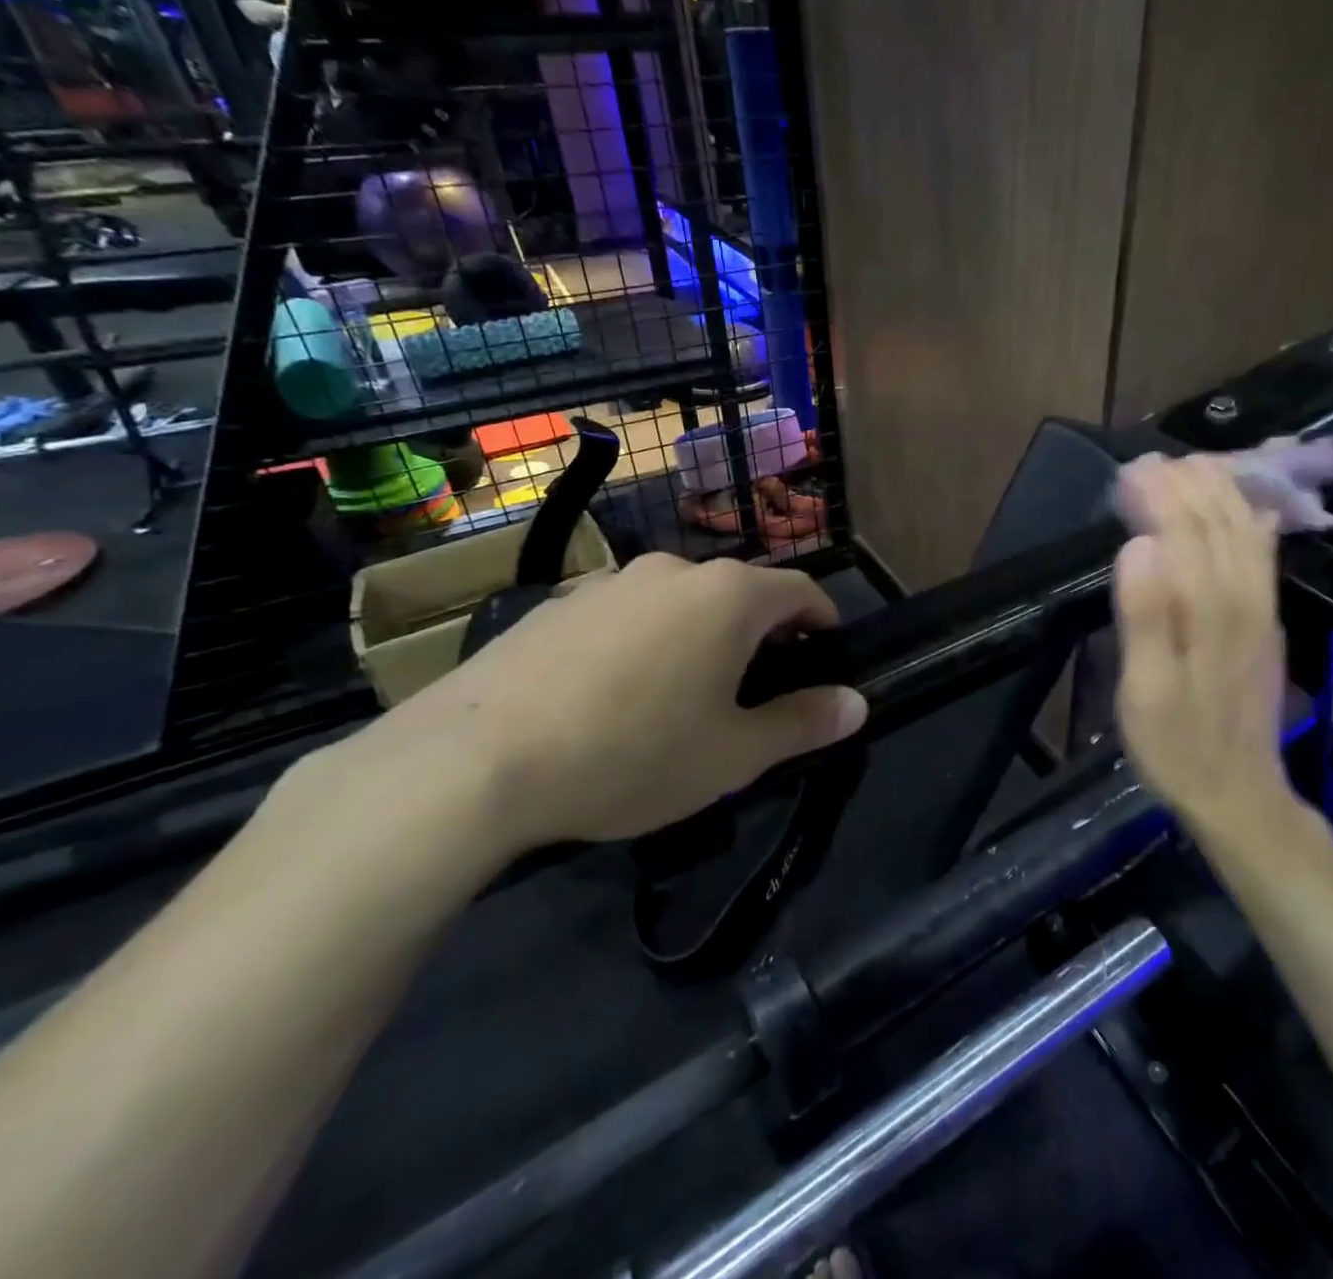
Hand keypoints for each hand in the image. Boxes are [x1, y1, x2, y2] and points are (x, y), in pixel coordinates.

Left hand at [347, 554, 867, 856]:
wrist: (475, 761)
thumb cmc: (632, 753)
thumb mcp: (733, 753)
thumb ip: (803, 723)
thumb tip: (858, 703)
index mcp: (729, 596)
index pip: (800, 590)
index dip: (822, 620)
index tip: (826, 653)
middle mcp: (674, 571)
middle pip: (739, 592)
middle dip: (761, 632)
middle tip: (758, 688)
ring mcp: (610, 582)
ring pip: (680, 601)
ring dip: (701, 634)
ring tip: (685, 693)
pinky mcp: (558, 603)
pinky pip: (626, 613)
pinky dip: (645, 640)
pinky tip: (616, 693)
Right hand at [1113, 456, 1301, 842]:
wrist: (1239, 794)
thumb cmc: (1176, 745)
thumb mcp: (1144, 692)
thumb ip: (1145, 618)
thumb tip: (1139, 545)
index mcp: (1209, 611)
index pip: (1185, 531)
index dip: (1159, 494)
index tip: (1130, 471)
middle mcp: (1243, 599)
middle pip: (1220, 523)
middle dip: (1188, 484)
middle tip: (1151, 462)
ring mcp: (1262, 611)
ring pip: (1247, 533)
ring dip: (1222, 494)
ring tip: (1193, 467)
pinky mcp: (1269, 624)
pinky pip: (1265, 558)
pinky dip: (1253, 523)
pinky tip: (1250, 511)